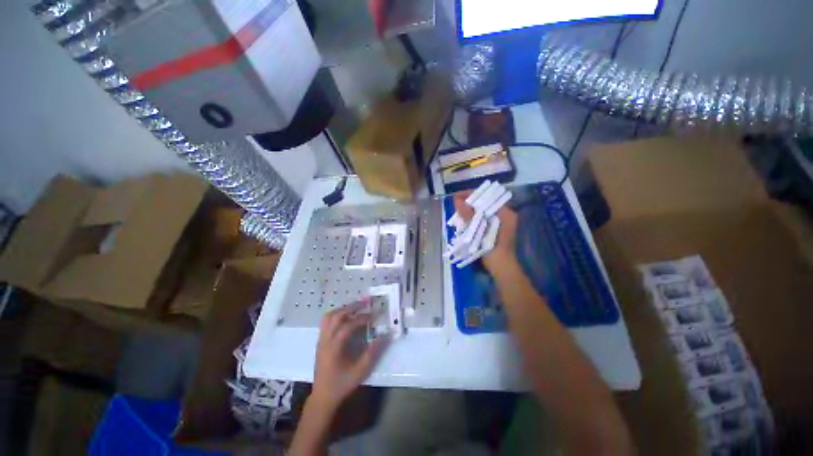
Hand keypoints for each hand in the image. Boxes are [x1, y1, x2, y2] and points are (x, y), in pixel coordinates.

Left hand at [311, 299, 389, 411]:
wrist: (323, 397)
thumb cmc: (342, 384)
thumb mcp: (360, 371)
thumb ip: (373, 353)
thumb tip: (385, 335)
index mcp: (334, 347)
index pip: (348, 325)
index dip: (363, 318)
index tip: (375, 314)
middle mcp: (325, 340)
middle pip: (336, 316)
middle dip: (352, 307)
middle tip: (366, 302)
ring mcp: (321, 340)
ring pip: (329, 317)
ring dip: (343, 309)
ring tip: (356, 307)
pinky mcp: (321, 341)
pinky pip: (327, 322)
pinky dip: (337, 314)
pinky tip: (347, 317)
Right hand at [453, 191, 518, 273]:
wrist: (501, 268)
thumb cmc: (493, 249)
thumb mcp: (480, 231)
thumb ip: (469, 216)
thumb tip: (457, 201)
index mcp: (505, 213)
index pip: (487, 197)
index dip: (471, 195)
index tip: (457, 196)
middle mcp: (504, 215)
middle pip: (484, 204)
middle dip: (469, 203)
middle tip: (455, 204)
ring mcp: (499, 223)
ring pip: (482, 212)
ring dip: (469, 211)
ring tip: (457, 211)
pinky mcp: (494, 230)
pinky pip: (482, 219)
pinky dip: (472, 219)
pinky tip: (463, 221)